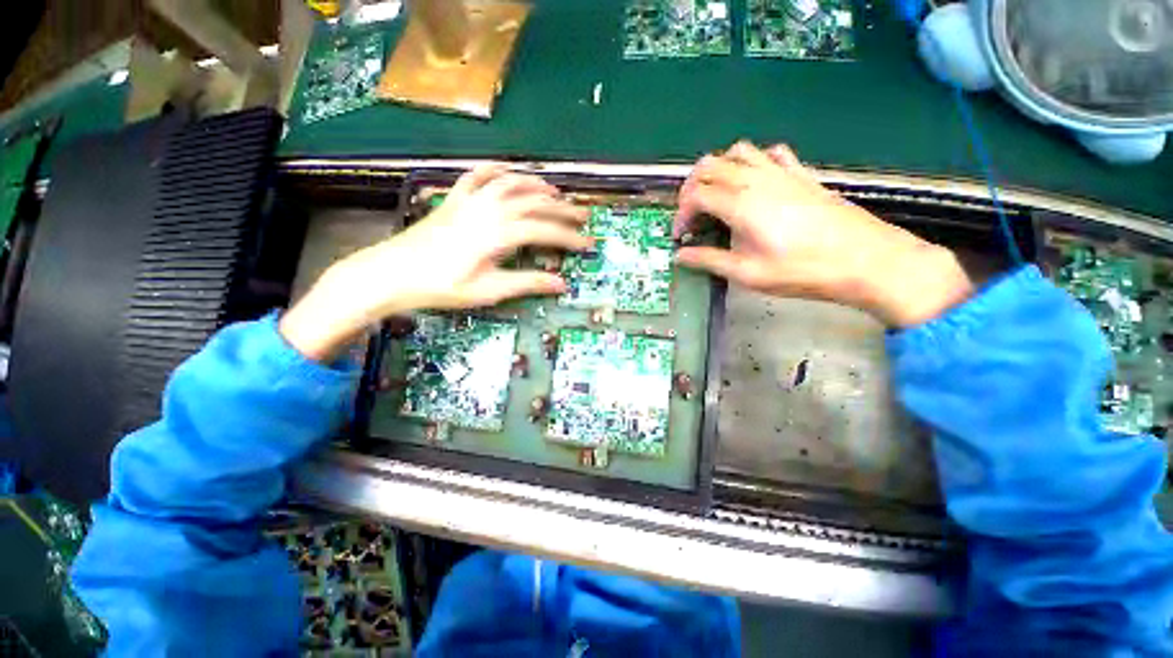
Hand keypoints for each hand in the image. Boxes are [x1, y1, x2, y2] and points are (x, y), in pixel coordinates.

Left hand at [280, 165, 590, 360]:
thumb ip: (528, 283)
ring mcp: (470, 200)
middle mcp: (489, 209)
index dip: (569, 237)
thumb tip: (561, 284)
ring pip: (512, 183)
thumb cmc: (442, 286)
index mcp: (498, 233)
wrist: (392, 273)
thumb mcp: (489, 290)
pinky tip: (510, 171)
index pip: (544, 230)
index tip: (588, 244)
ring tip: (556, 193)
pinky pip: (479, 174)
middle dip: (563, 209)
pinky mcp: (455, 198)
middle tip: (583, 215)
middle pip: (534, 202)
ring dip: (538, 186)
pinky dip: (498, 169)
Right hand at [674, 141, 972, 326]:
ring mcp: (780, 172)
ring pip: (737, 152)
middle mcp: (756, 179)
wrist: (863, 259)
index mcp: (740, 204)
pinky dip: (753, 161)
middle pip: (710, 165)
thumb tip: (680, 256)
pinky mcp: (800, 174)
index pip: (696, 195)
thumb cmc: (800, 270)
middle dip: (691, 188)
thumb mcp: (746, 273)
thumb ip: (708, 260)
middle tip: (691, 214)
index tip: (681, 237)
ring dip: (718, 170)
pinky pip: (770, 153)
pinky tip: (753, 181)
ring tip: (715, 196)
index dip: (681, 214)